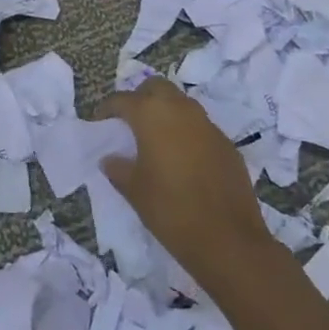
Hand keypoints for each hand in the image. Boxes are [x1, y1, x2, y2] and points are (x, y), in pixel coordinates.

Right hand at [101, 76, 275, 284]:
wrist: (229, 241)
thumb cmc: (171, 210)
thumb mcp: (134, 190)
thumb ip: (118, 168)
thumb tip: (111, 159)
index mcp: (152, 115)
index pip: (122, 100)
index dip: (107, 109)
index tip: (99, 123)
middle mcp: (181, 110)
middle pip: (157, 88)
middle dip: (141, 98)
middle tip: (130, 122)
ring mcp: (208, 126)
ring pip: (182, 104)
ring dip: (166, 113)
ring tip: (155, 139)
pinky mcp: (227, 145)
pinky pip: (201, 128)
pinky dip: (187, 134)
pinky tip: (183, 160)